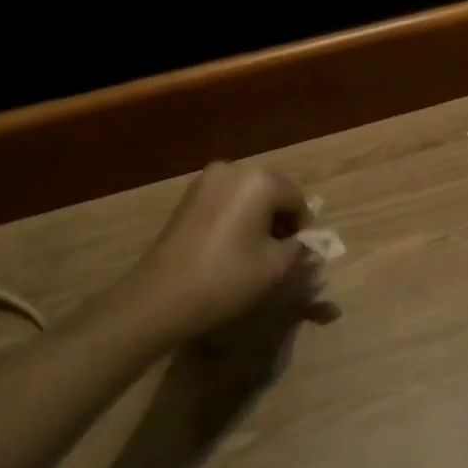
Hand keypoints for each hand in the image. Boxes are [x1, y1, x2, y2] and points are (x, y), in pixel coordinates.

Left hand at [120, 161, 310, 345]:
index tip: (301, 255)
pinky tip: (232, 247)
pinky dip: (237, 218)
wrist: (158, 298)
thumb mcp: (275, 267)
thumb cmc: (226, 279)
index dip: (305, 228)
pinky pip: (226, 200)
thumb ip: (300, 249)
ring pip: (249, 195)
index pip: (298, 200)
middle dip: (282, 220)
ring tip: (256, 252)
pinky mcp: (188, 196)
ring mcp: (206, 180)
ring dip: (259, 218)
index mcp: (260, 180)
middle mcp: (234, 169)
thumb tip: (308, 243)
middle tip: (282, 254)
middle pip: (273, 192)